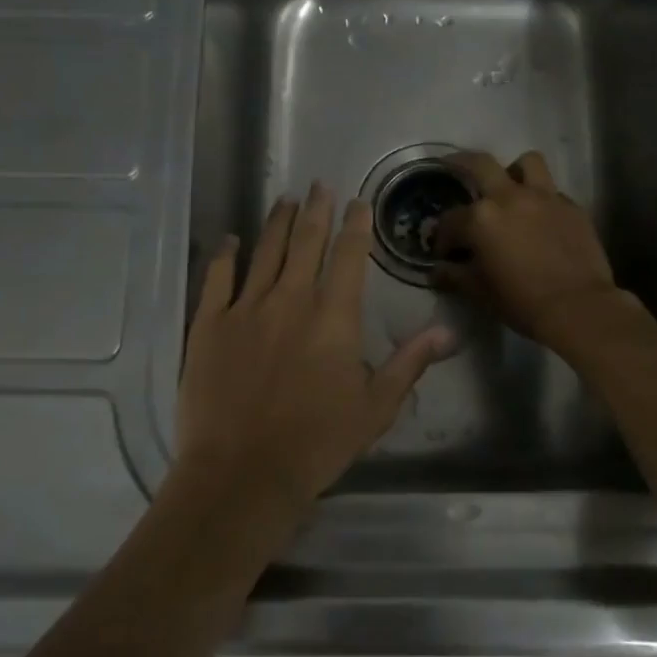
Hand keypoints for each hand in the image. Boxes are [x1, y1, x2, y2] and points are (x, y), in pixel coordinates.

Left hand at [174, 184, 454, 514]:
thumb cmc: (317, 444)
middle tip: (320, 184)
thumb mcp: (375, 408)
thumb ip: (409, 363)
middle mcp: (290, 300)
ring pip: (265, 251)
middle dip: (317, 210)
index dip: (355, 225)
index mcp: (333, 318)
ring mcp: (245, 309)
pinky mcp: (208, 325)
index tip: (357, 202)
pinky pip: (217, 278)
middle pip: (306, 242)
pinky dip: (225, 255)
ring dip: (278, 222)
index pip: (348, 257)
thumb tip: (448, 331)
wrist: (243, 473)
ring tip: (285, 199)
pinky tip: (231, 240)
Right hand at [432, 150, 632, 349]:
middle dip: (461, 165)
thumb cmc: (521, 301)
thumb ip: (454, 276)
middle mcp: (510, 197)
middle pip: (480, 164)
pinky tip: (541, 220)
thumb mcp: (479, 292)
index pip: (450, 220)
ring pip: (527, 163)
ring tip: (510, 189)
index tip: (445, 253)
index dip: (443, 238)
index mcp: (481, 218)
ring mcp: (545, 197)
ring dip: (514, 171)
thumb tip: (437, 270)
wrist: (578, 308)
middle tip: (455, 171)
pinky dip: (542, 200)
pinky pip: (553, 192)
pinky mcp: (572, 207)